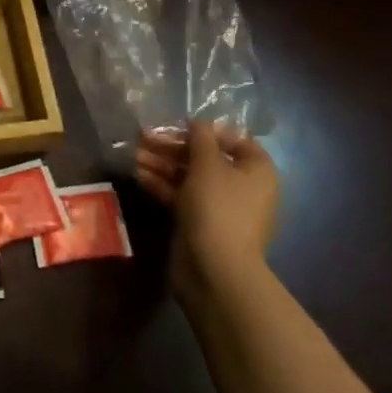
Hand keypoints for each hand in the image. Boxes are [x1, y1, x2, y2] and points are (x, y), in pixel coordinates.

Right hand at [134, 120, 277, 302]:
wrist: (215, 269)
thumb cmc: (218, 207)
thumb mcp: (208, 164)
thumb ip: (201, 138)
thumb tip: (199, 122)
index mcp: (256, 170)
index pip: (234, 140)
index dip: (207, 131)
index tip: (179, 126)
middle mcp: (242, 187)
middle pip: (205, 158)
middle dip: (173, 147)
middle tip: (144, 137)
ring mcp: (220, 207)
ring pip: (189, 177)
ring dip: (162, 164)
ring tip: (134, 155)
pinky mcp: (200, 223)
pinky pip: (181, 196)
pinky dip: (162, 185)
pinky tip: (139, 175)